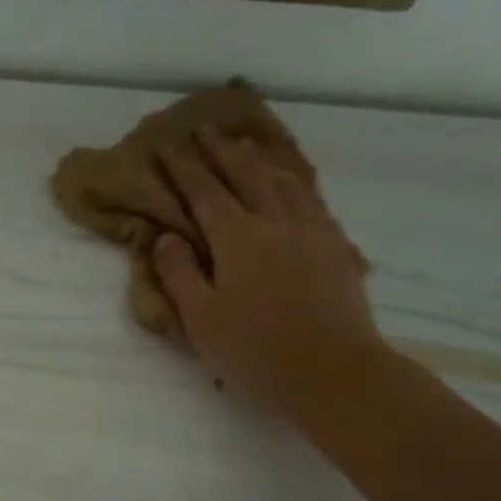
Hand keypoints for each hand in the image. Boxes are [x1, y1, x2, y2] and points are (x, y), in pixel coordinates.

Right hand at [154, 129, 388, 413]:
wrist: (332, 371)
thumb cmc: (255, 350)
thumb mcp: (201, 318)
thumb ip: (180, 273)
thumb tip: (166, 236)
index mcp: (236, 238)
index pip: (204, 192)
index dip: (184, 167)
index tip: (168, 145)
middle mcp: (275, 222)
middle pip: (246, 174)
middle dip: (222, 150)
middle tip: (206, 129)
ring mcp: (311, 231)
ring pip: (283, 180)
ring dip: (260, 158)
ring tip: (246, 145)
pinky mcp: (335, 247)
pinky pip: (312, 199)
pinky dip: (295, 181)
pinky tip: (291, 183)